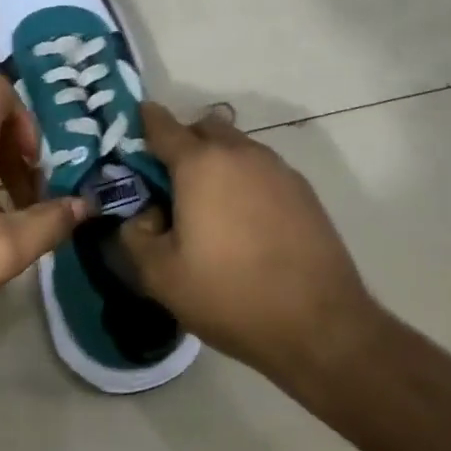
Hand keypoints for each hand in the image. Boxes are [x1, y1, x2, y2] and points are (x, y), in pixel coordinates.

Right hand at [119, 103, 383, 385]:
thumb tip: (140, 216)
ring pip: (236, 147)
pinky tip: (244, 223)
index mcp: (200, 164)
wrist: (320, 327)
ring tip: (208, 207)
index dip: (142, 123)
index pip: (161, 125)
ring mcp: (277, 169)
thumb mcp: (159, 276)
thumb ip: (133, 236)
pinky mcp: (304, 191)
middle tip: (169, 182)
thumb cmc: (230, 295)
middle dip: (183, 143)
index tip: (131, 135)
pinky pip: (261, 170)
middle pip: (203, 128)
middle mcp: (240, 153)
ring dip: (216, 162)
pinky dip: (244, 181)